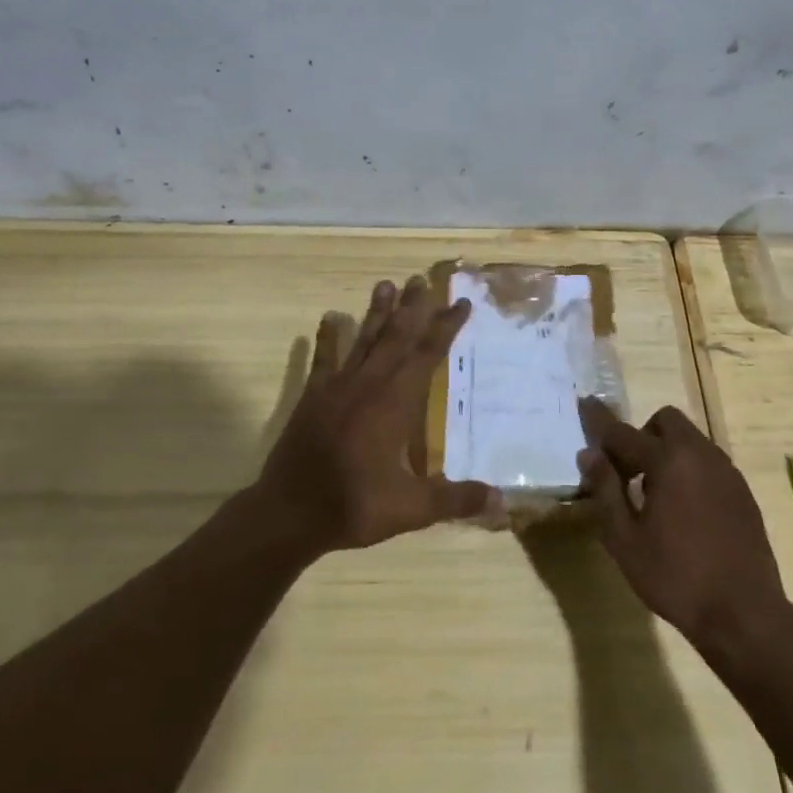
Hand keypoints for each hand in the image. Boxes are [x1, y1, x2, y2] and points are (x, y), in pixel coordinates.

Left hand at [254, 276, 499, 552]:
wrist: (290, 512)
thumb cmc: (354, 505)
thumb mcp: (411, 509)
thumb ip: (456, 500)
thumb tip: (502, 503)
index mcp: (395, 403)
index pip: (427, 355)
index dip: (445, 327)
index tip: (460, 303)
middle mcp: (369, 384)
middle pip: (395, 337)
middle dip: (412, 308)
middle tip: (421, 280)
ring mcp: (337, 386)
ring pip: (363, 340)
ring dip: (377, 312)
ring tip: (386, 284)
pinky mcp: (313, 395)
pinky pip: (324, 359)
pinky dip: (328, 337)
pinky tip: (330, 317)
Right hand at [576, 399, 787, 654]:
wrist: (746, 615)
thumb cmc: (676, 578)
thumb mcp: (625, 540)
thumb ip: (605, 490)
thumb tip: (590, 454)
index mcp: (668, 461)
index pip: (623, 432)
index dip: (599, 420)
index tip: (584, 403)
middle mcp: (699, 454)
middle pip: (665, 421)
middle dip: (642, 435)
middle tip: (629, 472)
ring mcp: (726, 471)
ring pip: (690, 439)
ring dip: (667, 451)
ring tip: (656, 495)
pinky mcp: (742, 491)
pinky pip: (708, 462)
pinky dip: (689, 469)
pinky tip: (685, 510)